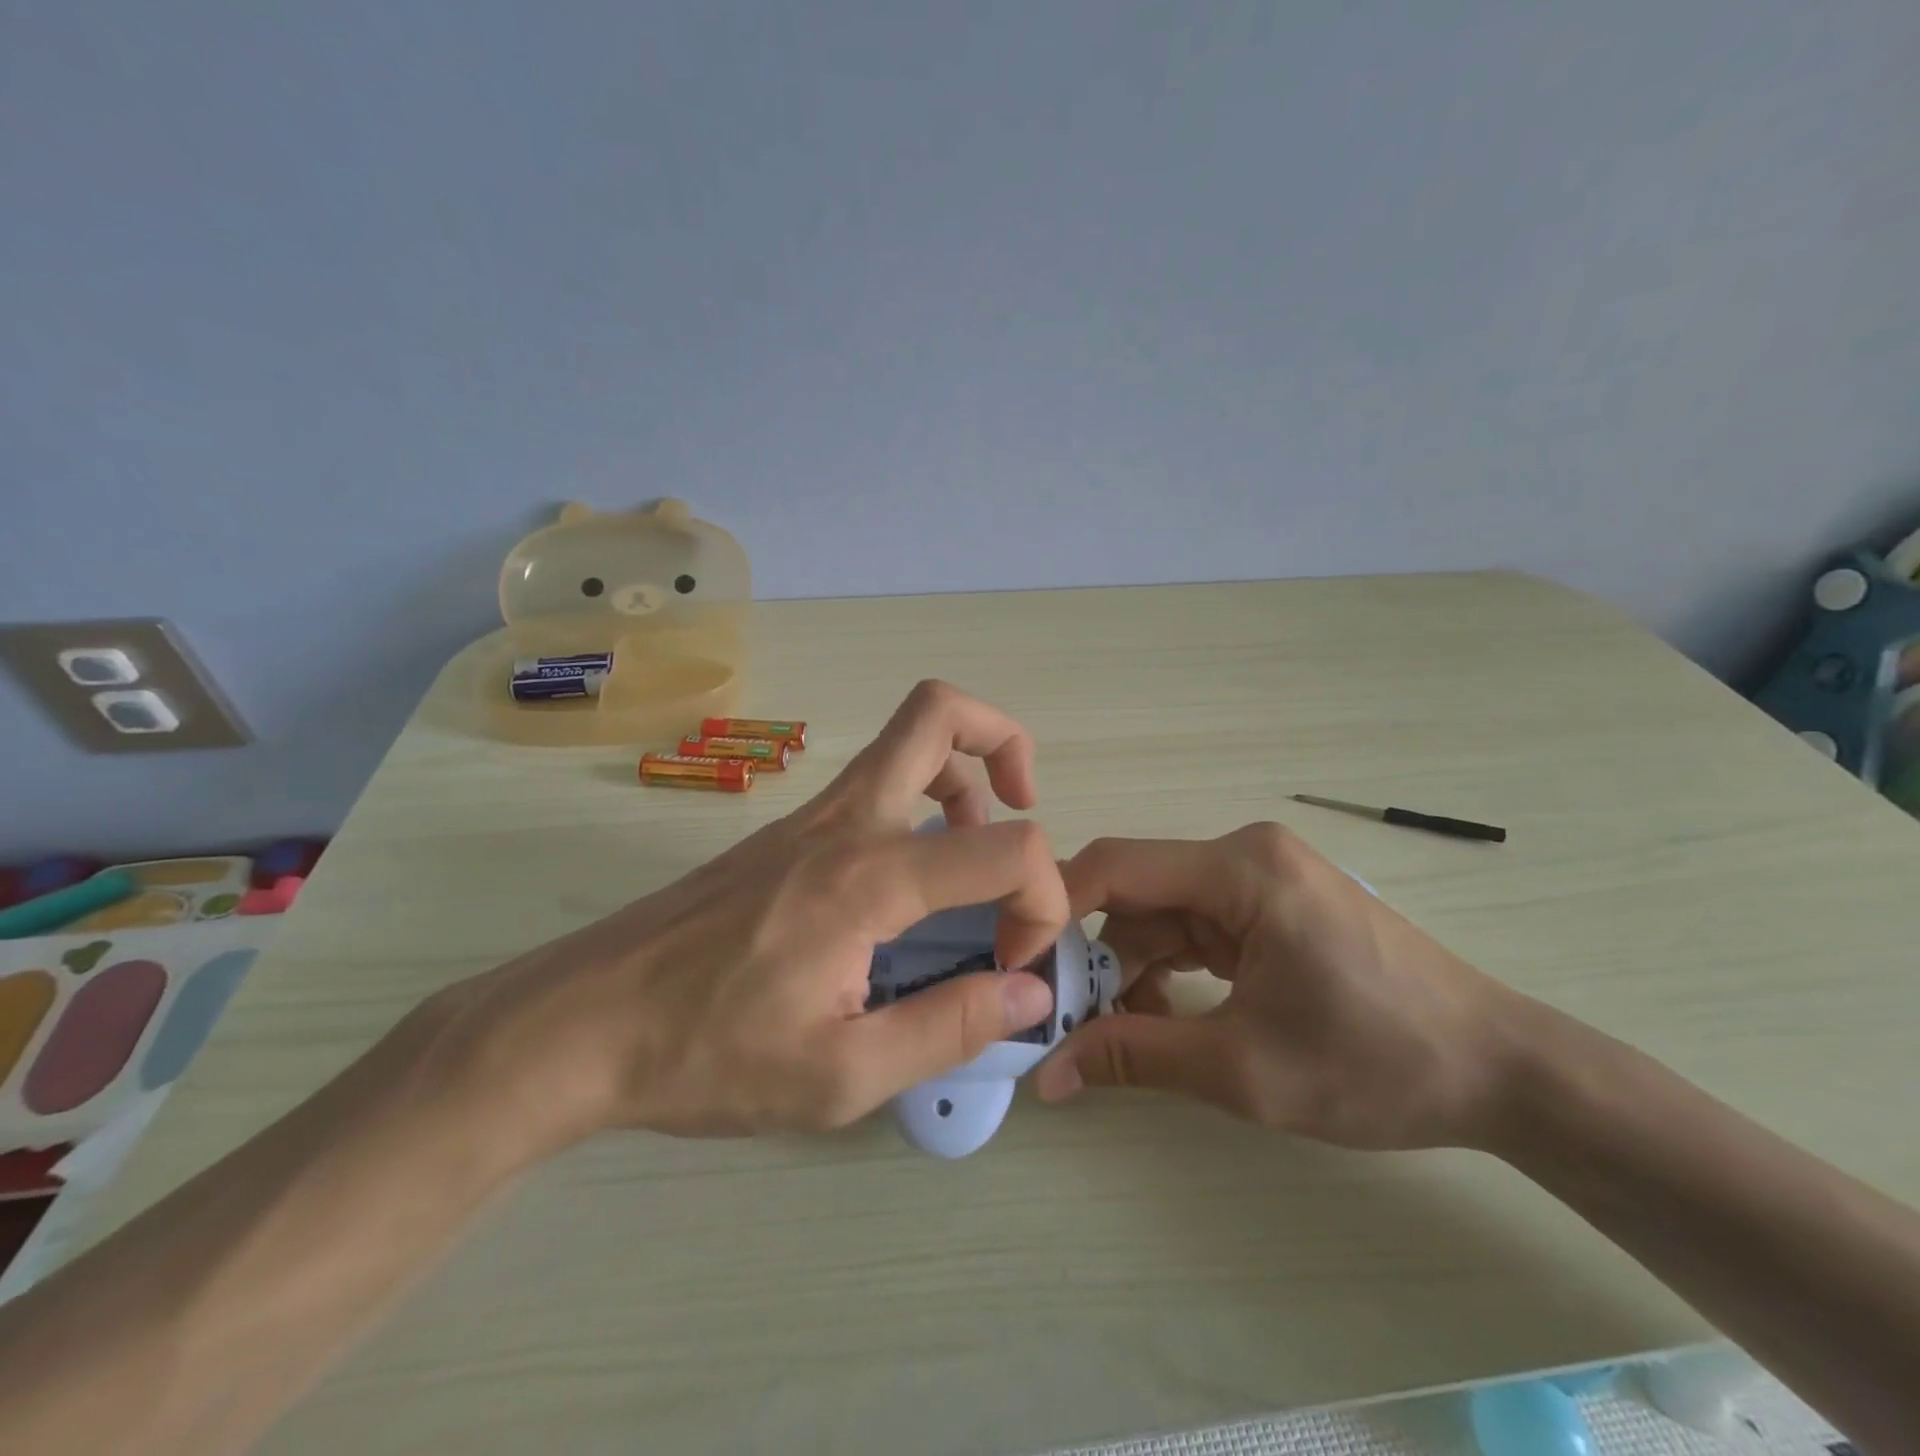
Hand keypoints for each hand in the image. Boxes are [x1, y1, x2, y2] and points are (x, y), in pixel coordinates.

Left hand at [419, 681, 1065, 1154]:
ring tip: (971, 853)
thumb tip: (1029, 995)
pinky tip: (909, 884)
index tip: (1016, 965)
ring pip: (906, 738)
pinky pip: (874, 783)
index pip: (1006, 848)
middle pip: (941, 712)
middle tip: (1023, 808)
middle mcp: (846, 822)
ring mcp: (810, 817)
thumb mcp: (840, 1076)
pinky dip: (920, 800)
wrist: (582, 1022)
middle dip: (1006, 742)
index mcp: (868, 879)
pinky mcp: (786, 832)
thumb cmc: (707, 1055)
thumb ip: (949, 1028)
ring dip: (963, 774)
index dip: (1044, 900)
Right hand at [1030, 824, 1531, 1149]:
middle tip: (1058, 1018)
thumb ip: (1135, 1056)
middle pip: (1136, 892)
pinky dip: (1168, 969)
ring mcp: (1259, 878)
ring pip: (1161, 913)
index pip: (1116, 866)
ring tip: (1113, 1035)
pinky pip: (1194, 927)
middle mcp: (1243, 855)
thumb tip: (1047, 1075)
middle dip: (1093, 954)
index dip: (1056, 910)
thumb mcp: (1243, 1068)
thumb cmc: (1377, 1061)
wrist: (1502, 1072)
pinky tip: (1162, 1018)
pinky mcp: (1270, 905)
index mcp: (1239, 868)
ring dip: (1130, 969)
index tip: (1018, 966)